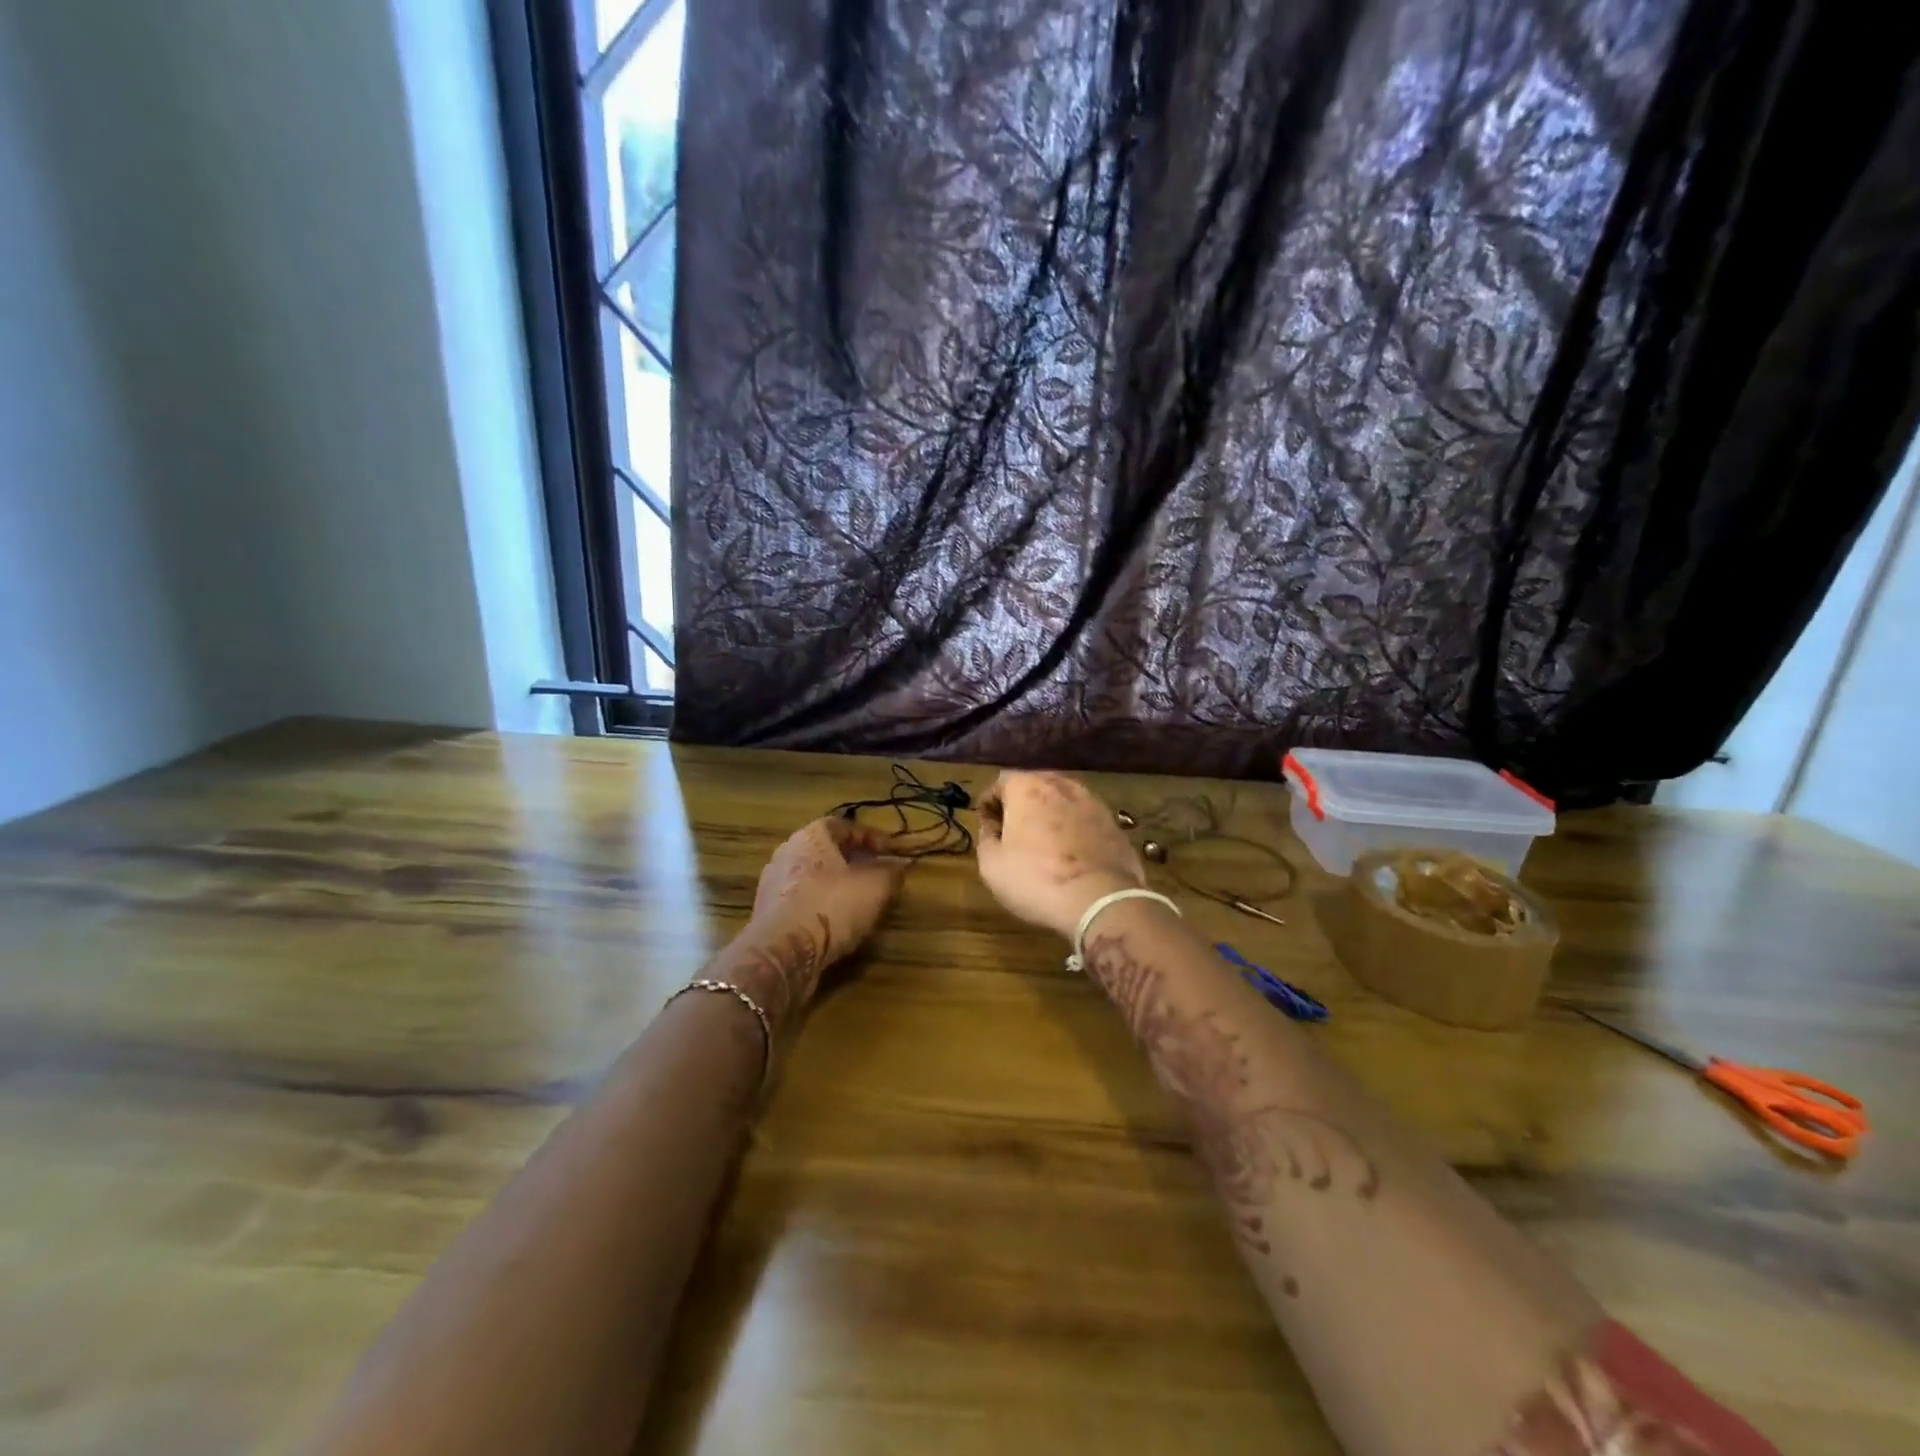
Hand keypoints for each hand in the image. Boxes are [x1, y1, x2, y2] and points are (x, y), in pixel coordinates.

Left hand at [717, 818, 910, 1032]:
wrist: (783, 952)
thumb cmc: (832, 905)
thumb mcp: (875, 886)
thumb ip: (891, 872)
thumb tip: (902, 865)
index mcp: (809, 836)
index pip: (843, 825)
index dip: (870, 837)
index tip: (891, 851)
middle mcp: (786, 853)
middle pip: (826, 851)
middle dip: (854, 862)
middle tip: (877, 875)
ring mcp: (773, 885)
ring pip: (813, 878)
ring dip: (837, 886)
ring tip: (861, 901)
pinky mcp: (768, 915)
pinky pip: (802, 902)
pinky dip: (822, 907)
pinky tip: (838, 923)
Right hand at [975, 771, 1145, 938]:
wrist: (1099, 899)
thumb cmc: (1036, 879)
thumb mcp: (991, 865)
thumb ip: (986, 838)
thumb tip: (992, 827)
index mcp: (1027, 787)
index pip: (999, 783)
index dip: (989, 805)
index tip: (988, 828)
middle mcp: (1061, 785)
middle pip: (1033, 786)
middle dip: (1021, 805)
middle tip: (1014, 833)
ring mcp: (1092, 802)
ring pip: (1063, 801)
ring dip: (1050, 815)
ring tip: (1044, 843)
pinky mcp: (1114, 823)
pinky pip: (1085, 820)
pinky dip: (1075, 830)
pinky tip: (1072, 854)